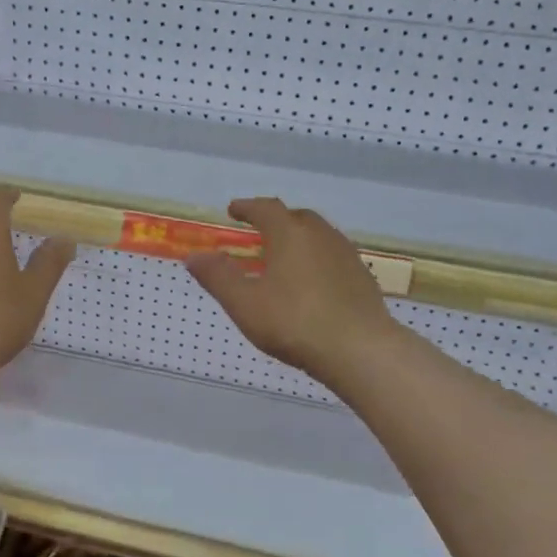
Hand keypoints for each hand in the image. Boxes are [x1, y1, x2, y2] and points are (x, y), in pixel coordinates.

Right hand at [185, 198, 398, 384]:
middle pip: (296, 217)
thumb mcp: (245, 304)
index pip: (266, 209)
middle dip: (275, 221)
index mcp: (290, 234)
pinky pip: (333, 257)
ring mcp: (346, 255)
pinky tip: (312, 283)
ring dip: (299, 239)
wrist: (360, 350)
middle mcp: (321, 235)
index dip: (247, 207)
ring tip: (284, 258)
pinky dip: (317, 259)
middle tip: (259, 233)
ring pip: (319, 236)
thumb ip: (218, 277)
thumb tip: (195, 256)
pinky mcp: (362, 277)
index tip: (233, 210)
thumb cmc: (295, 323)